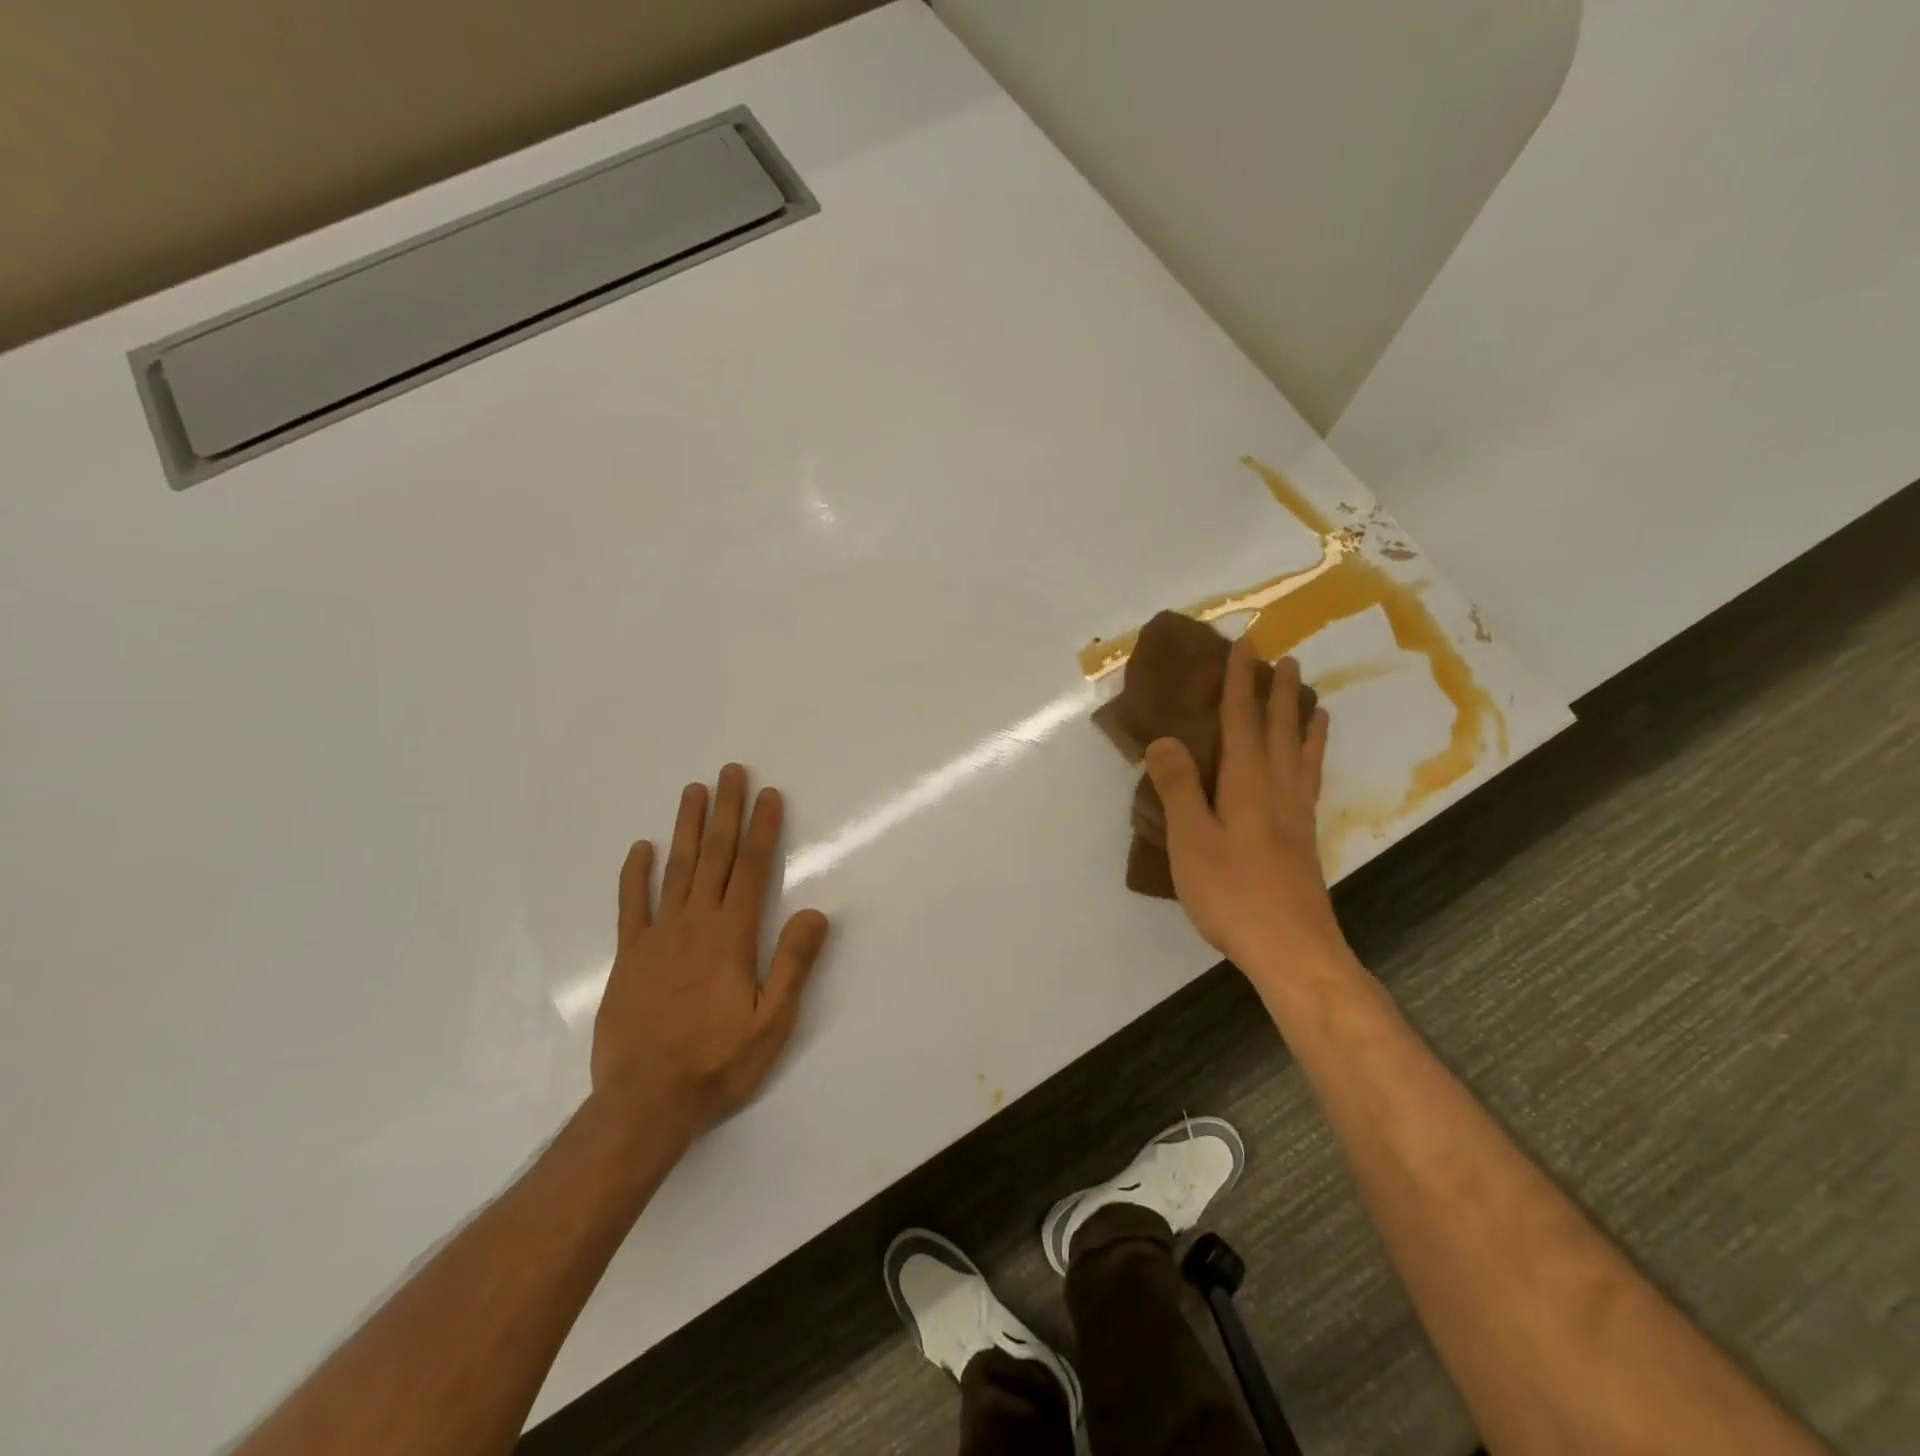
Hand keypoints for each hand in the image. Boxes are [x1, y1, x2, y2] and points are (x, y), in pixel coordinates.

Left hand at [591, 764, 830, 1137]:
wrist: (645, 1103)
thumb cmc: (717, 1062)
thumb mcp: (771, 1022)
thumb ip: (793, 964)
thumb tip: (814, 911)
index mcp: (732, 936)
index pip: (751, 869)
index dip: (762, 829)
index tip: (768, 794)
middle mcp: (694, 924)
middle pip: (713, 856)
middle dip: (725, 811)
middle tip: (730, 771)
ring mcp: (657, 937)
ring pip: (675, 869)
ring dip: (686, 827)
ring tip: (693, 791)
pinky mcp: (629, 956)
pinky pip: (632, 905)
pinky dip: (635, 875)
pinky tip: (640, 848)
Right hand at [1143, 638, 1348, 980]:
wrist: (1291, 949)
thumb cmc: (1233, 893)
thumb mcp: (1192, 840)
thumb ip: (1179, 787)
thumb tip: (1166, 739)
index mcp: (1248, 783)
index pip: (1242, 720)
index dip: (1241, 682)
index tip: (1246, 644)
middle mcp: (1278, 789)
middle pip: (1280, 730)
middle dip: (1278, 692)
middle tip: (1285, 659)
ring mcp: (1296, 815)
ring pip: (1302, 754)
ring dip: (1303, 721)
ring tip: (1313, 700)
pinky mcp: (1303, 839)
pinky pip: (1310, 780)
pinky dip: (1313, 758)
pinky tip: (1309, 767)